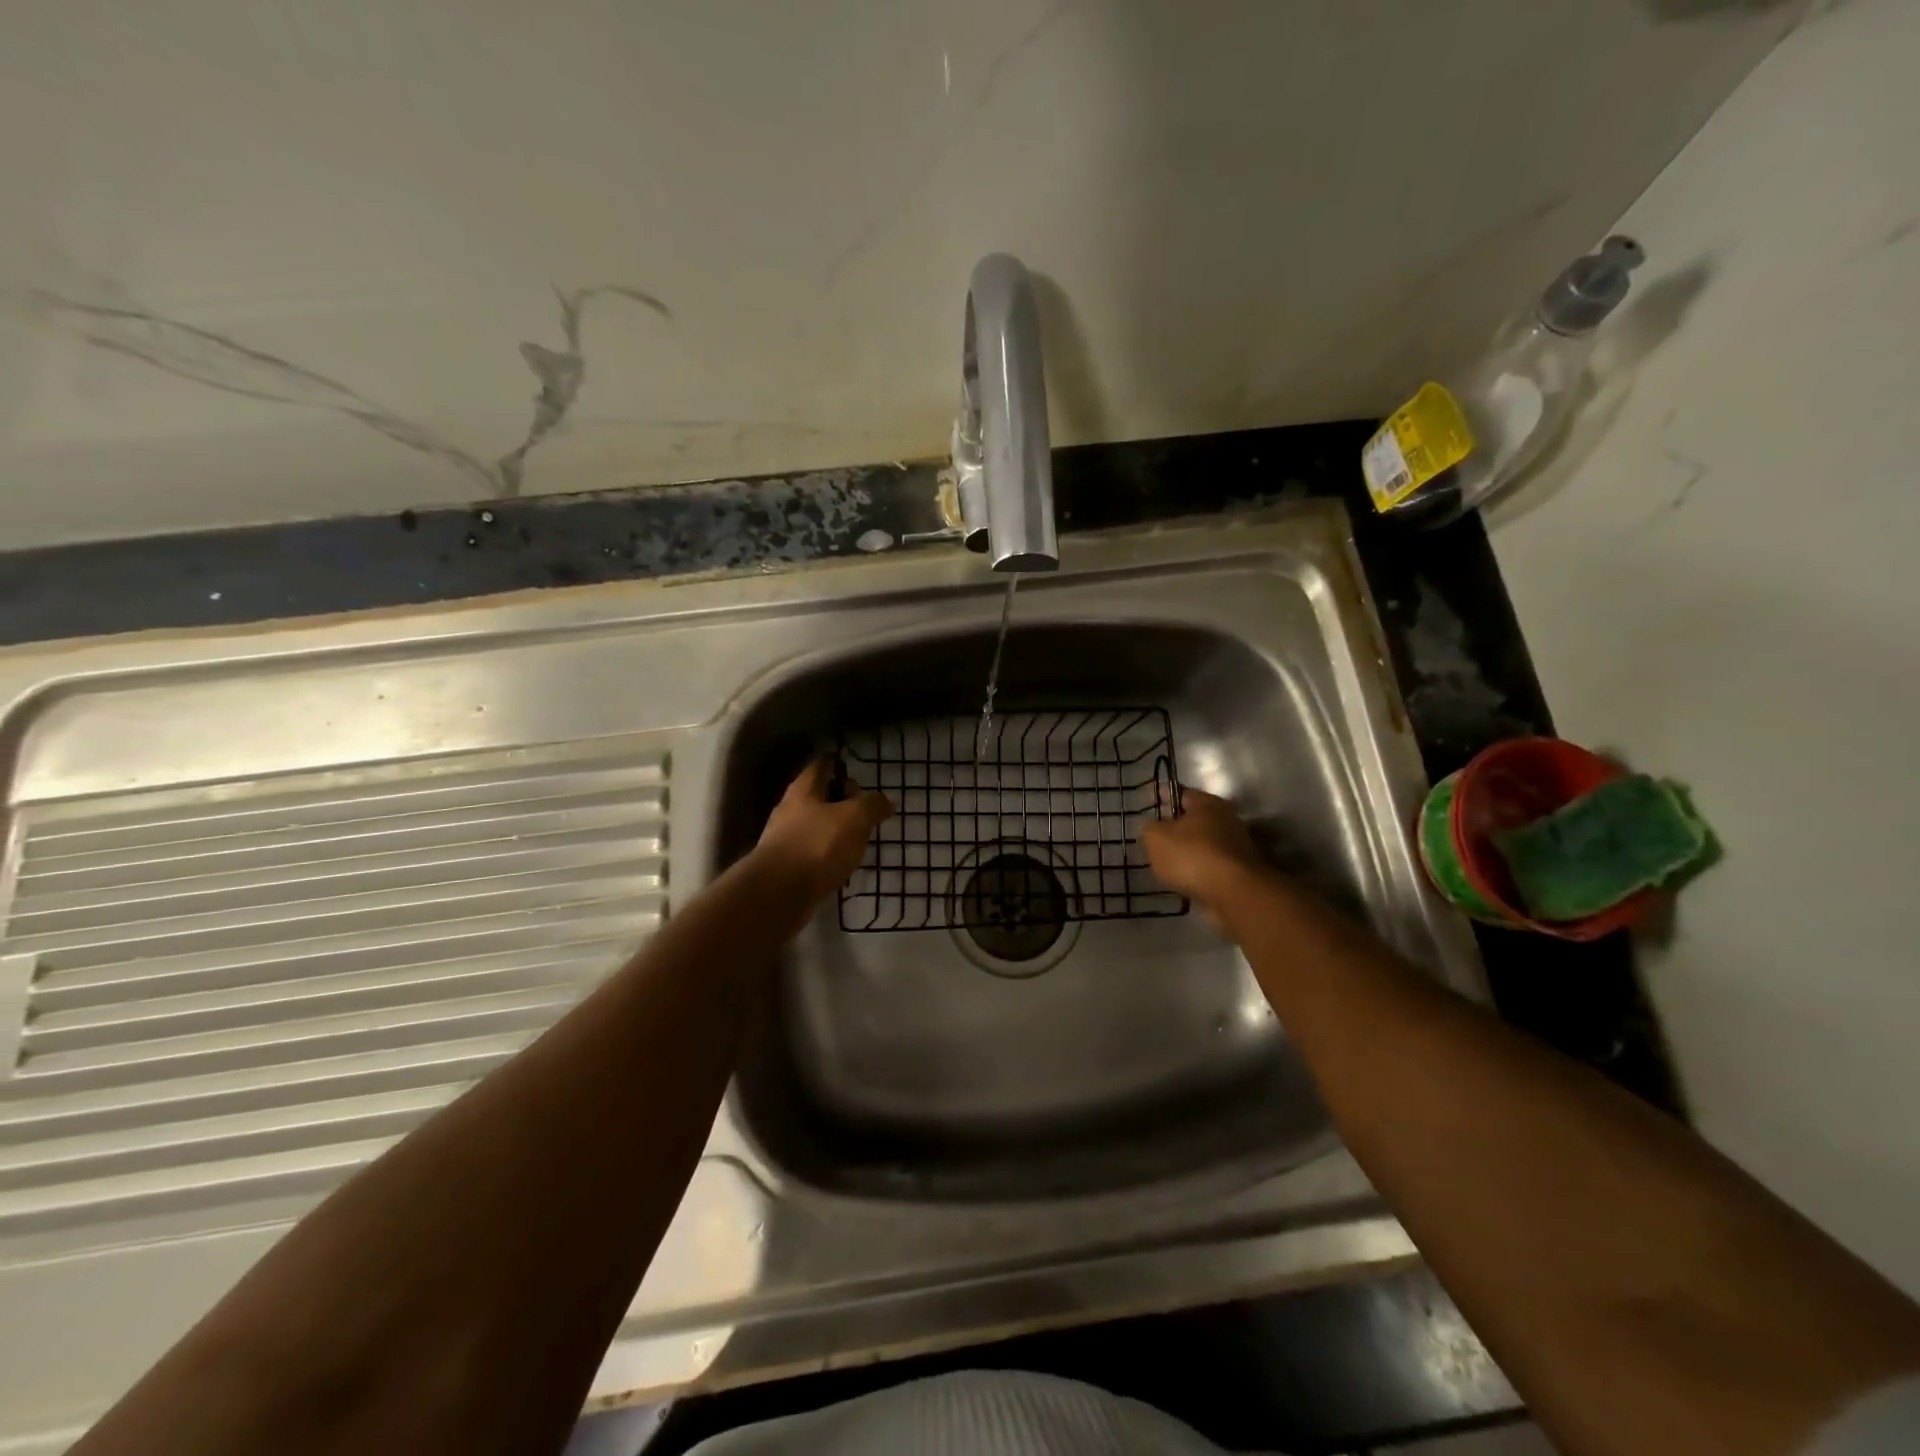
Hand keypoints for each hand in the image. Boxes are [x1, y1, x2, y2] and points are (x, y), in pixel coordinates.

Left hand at [755, 758, 893, 903]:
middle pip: (818, 796)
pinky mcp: (786, 866)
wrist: (779, 894)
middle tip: (865, 810)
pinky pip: (812, 852)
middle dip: (842, 800)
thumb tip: (885, 800)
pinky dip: (828, 854)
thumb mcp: (855, 818)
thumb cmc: (818, 845)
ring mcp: (785, 839)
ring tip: (859, 840)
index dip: (839, 764)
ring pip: (816, 825)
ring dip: (836, 830)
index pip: (822, 765)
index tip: (857, 771)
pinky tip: (842, 865)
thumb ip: (872, 805)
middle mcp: (790, 809)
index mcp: (804, 789)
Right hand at [1139, 787, 1266, 917]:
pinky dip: (1199, 871)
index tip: (1147, 805)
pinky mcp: (1240, 871)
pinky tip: (1185, 880)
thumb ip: (1149, 828)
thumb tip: (1152, 827)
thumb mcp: (1156, 838)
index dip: (1161, 797)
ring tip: (1168, 863)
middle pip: (1195, 819)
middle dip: (1176, 827)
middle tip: (1156, 837)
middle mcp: (1226, 818)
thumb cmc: (1192, 856)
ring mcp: (1237, 846)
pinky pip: (1212, 865)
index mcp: (1206, 803)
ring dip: (1189, 851)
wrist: (1234, 894)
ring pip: (1204, 843)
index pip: (1180, 793)